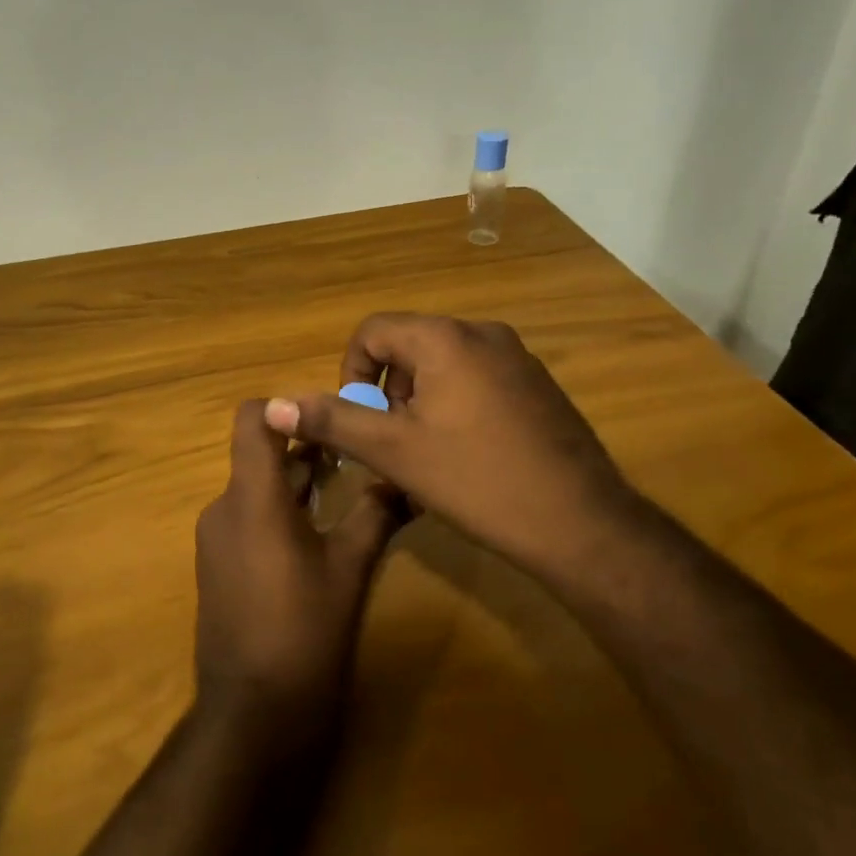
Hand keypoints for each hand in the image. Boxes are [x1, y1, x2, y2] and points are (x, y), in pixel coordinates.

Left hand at [194, 400, 401, 733]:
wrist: (252, 717)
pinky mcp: (218, 566)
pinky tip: (319, 533)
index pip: (252, 419)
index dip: (287, 407)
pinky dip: (280, 512)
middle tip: (357, 449)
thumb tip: (406, 480)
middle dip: (307, 448)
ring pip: (257, 489)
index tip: (329, 417)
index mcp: (252, 497)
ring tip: (347, 485)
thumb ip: (375, 515)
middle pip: (260, 455)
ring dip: (297, 482)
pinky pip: (248, 519)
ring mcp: (216, 539)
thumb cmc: (304, 634)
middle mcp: (224, 507)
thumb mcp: (350, 571)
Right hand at [263, 314, 632, 582]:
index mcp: (445, 338)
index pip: (373, 331)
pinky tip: (468, 457)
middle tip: (394, 445)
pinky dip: (455, 407)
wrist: (581, 524)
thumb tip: (274, 406)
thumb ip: (333, 422)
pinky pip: (477, 381)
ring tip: (428, 456)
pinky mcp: (538, 385)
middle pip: (409, 348)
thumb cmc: (477, 480)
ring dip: (420, 404)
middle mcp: (483, 333)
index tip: (360, 421)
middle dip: (389, 394)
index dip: (352, 374)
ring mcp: (517, 358)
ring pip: (443, 367)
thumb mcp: (395, 452)